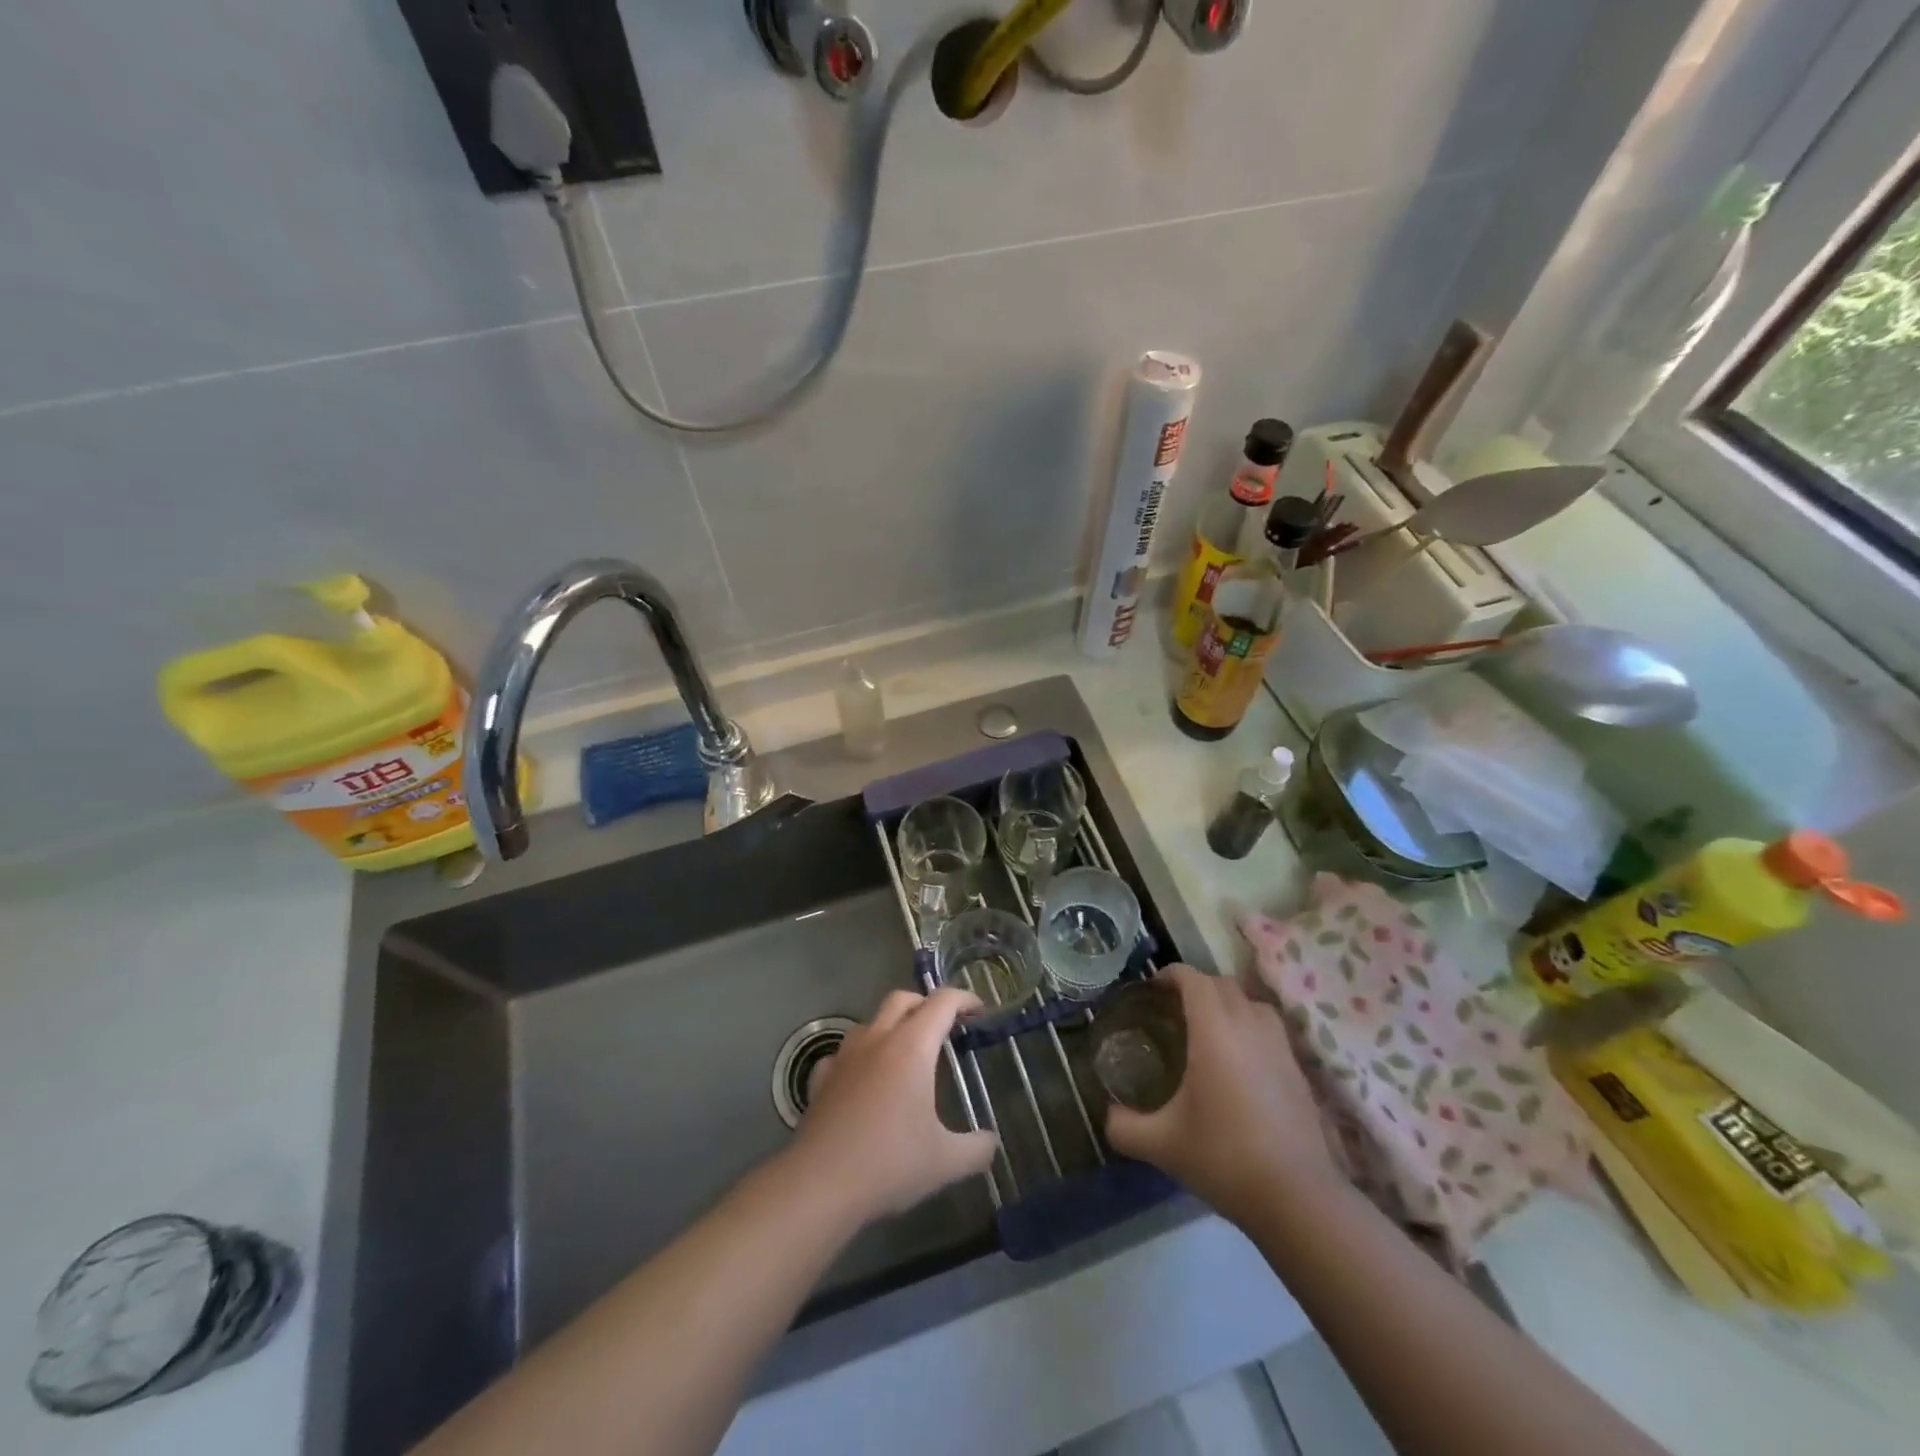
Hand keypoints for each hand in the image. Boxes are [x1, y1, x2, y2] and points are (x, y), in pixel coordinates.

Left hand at [789, 988, 1000, 1224]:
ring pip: (871, 1021)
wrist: (820, 1184)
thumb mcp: (945, 1162)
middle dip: (926, 1004)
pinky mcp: (822, 1078)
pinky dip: (860, 1056)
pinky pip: (844, 1053)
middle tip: (944, 1026)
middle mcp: (878, 1039)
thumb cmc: (889, 1163)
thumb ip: (977, 1149)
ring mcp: (845, 1056)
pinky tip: (864, 1079)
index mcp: (912, 1047)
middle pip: (903, 999)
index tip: (979, 1011)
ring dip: (892, 1025)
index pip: (942, 1003)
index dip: (964, 999)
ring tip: (906, 1053)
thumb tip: (992, 1143)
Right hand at [1106, 965, 1339, 1227]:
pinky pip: (1269, 1029)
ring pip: (1252, 1003)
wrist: (1298, 1198)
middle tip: (1173, 1009)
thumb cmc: (1224, 1158)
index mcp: (1215, 1032)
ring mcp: (1279, 1047)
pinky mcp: (1298, 1070)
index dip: (1171, 975)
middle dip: (1197, 986)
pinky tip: (1238, 1062)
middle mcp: (1249, 1027)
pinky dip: (1250, 1028)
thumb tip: (1109, 1116)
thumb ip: (1125, 1126)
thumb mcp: (1162, 1145)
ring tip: (1208, 1029)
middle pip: (1223, 984)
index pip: (1194, 979)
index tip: (1152, 989)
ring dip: (1228, 1003)